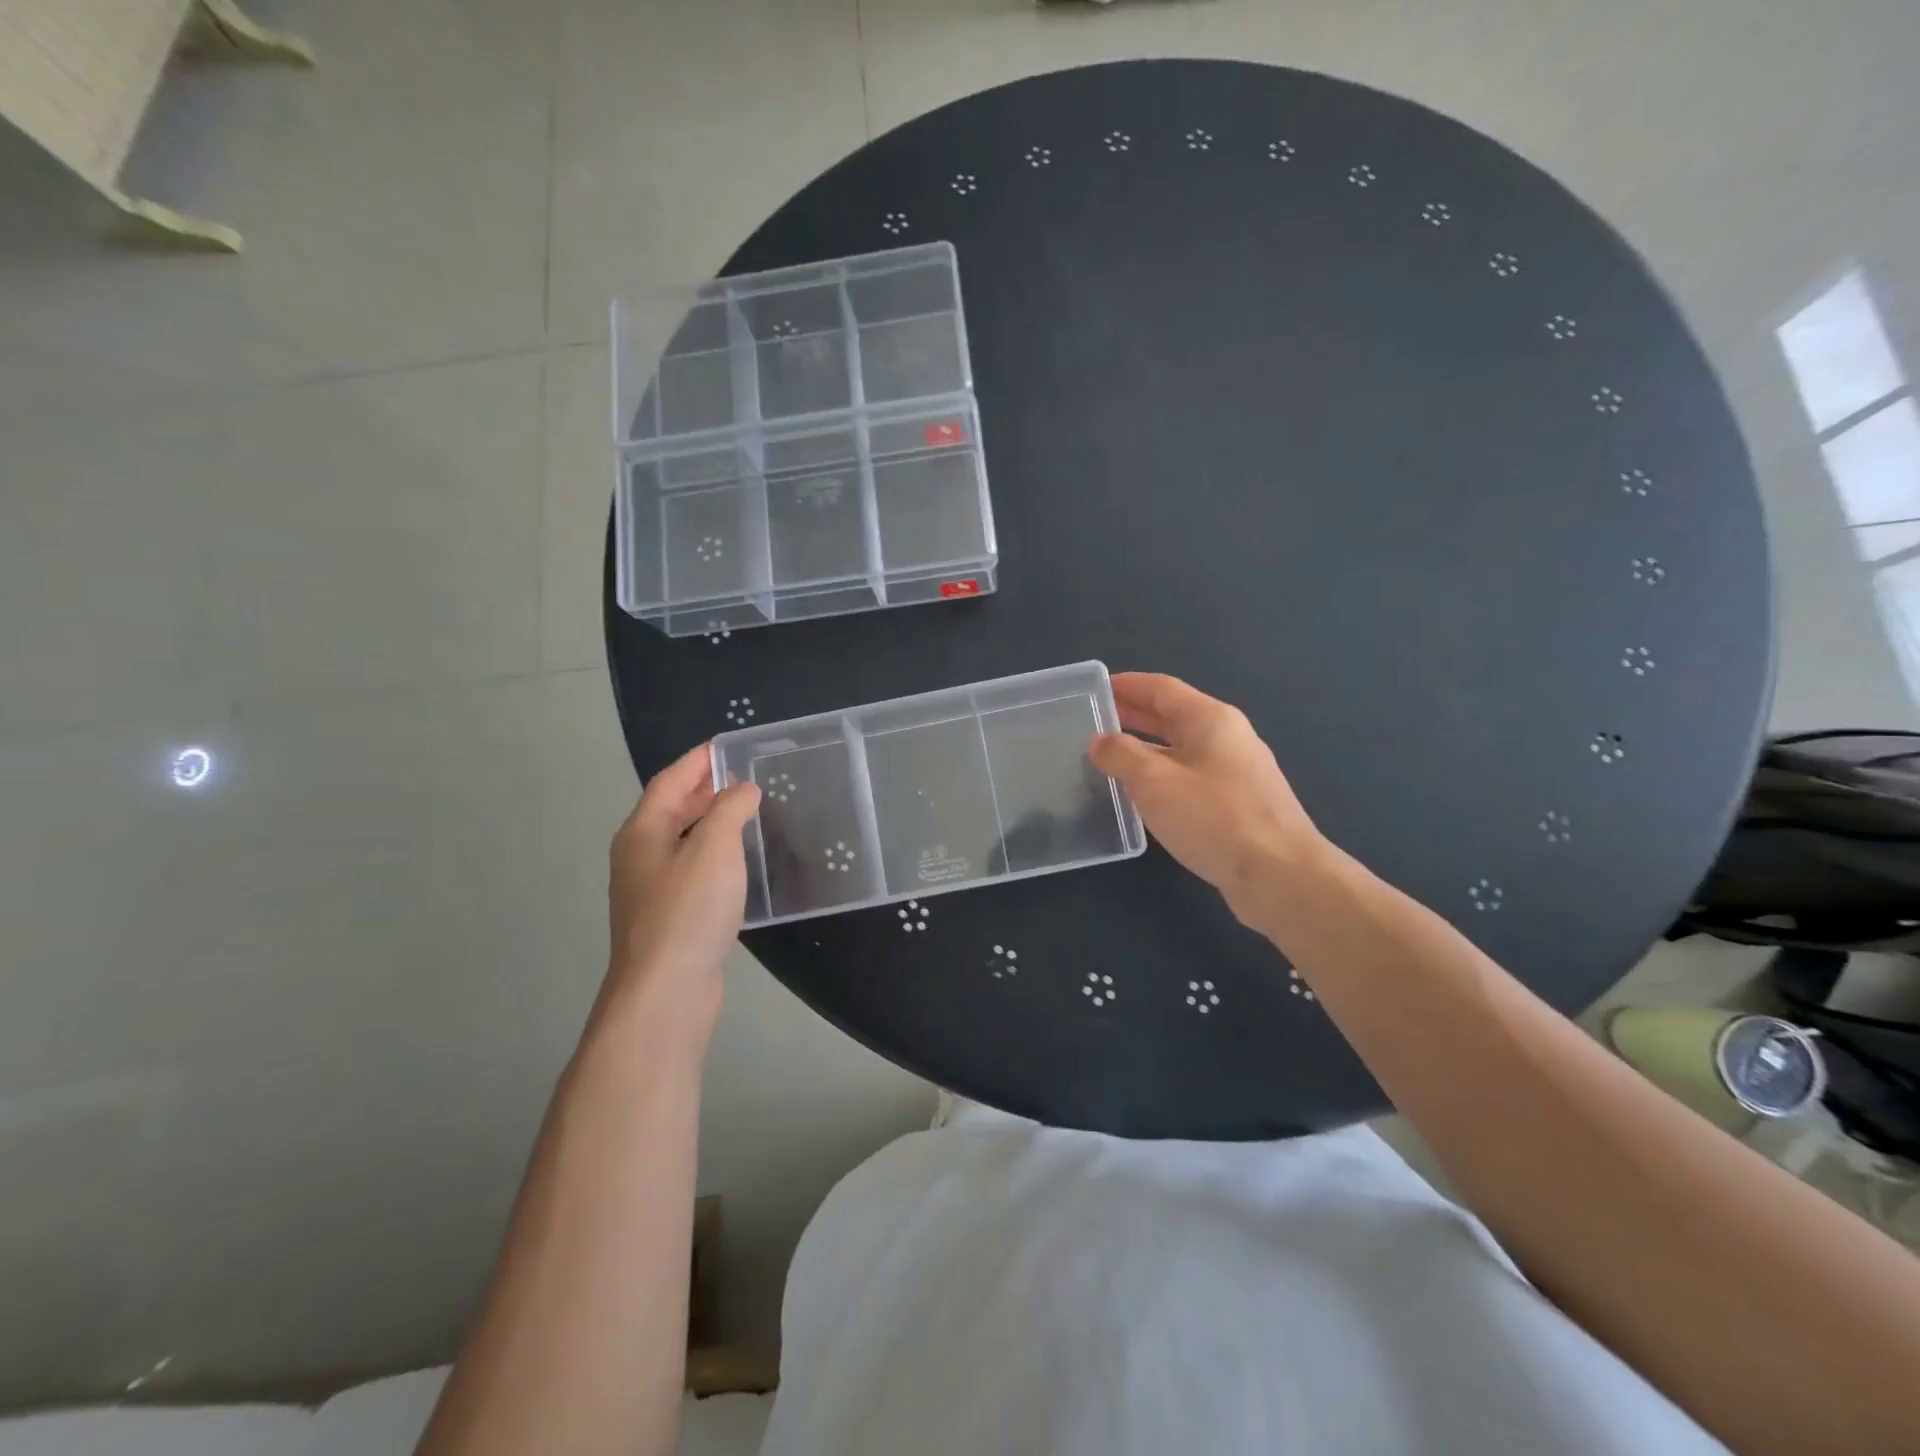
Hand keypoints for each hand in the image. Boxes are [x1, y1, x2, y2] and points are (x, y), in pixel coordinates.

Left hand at [603, 743, 761, 1034]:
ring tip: (746, 812)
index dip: (697, 761)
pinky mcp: (668, 917)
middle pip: (671, 810)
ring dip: (710, 823)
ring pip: (682, 842)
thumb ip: (730, 810)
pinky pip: (691, 870)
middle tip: (742, 776)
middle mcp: (639, 856)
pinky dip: (714, 855)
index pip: (669, 782)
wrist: (666, 991)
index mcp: (642, 832)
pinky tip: (739, 863)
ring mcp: (651, 890)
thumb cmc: (688, 910)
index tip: (725, 746)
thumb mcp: (715, 848)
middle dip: (703, 789)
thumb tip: (742, 790)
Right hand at [1090, 672, 1324, 932]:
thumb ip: (1121, 755)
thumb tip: (1100, 741)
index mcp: (1210, 719)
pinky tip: (1142, 796)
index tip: (1094, 689)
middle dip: (1133, 715)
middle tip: (1094, 720)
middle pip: (1172, 716)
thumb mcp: (1154, 781)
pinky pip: (1190, 777)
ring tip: (1108, 758)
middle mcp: (1226, 738)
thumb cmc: (1214, 818)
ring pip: (1181, 749)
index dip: (1126, 685)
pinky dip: (1162, 776)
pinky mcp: (1237, 805)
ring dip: (1145, 749)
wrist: (1280, 875)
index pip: (1161, 688)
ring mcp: (1235, 772)